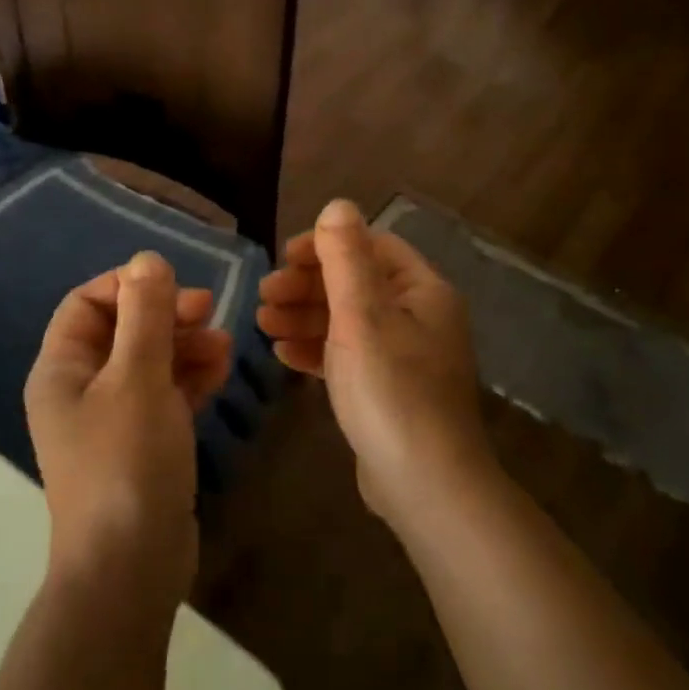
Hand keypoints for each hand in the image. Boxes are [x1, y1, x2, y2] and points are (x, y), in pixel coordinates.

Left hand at [25, 252, 231, 602]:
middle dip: (165, 316)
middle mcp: (79, 390)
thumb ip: (145, 316)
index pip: (87, 304)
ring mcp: (111, 421)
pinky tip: (222, 370)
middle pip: (121, 331)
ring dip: (184, 346)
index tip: (174, 285)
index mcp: (60, 370)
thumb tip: (147, 259)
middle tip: (209, 310)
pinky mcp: (141, 445)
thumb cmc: (126, 462)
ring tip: (225, 345)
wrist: (130, 568)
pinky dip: (190, 379)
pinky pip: (164, 396)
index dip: (129, 286)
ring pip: (148, 363)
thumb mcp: (138, 379)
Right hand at [257, 200, 492, 524]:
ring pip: (348, 322)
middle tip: (264, 297)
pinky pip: (349, 357)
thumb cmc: (391, 390)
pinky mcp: (389, 391)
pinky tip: (283, 357)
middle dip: (307, 286)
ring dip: (305, 318)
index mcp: (423, 291)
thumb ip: (346, 258)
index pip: (372, 247)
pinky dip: (317, 351)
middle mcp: (420, 318)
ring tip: (262, 325)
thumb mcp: (362, 316)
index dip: (326, 246)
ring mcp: (406, 357)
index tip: (283, 258)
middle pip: (356, 284)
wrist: (425, 485)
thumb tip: (338, 204)